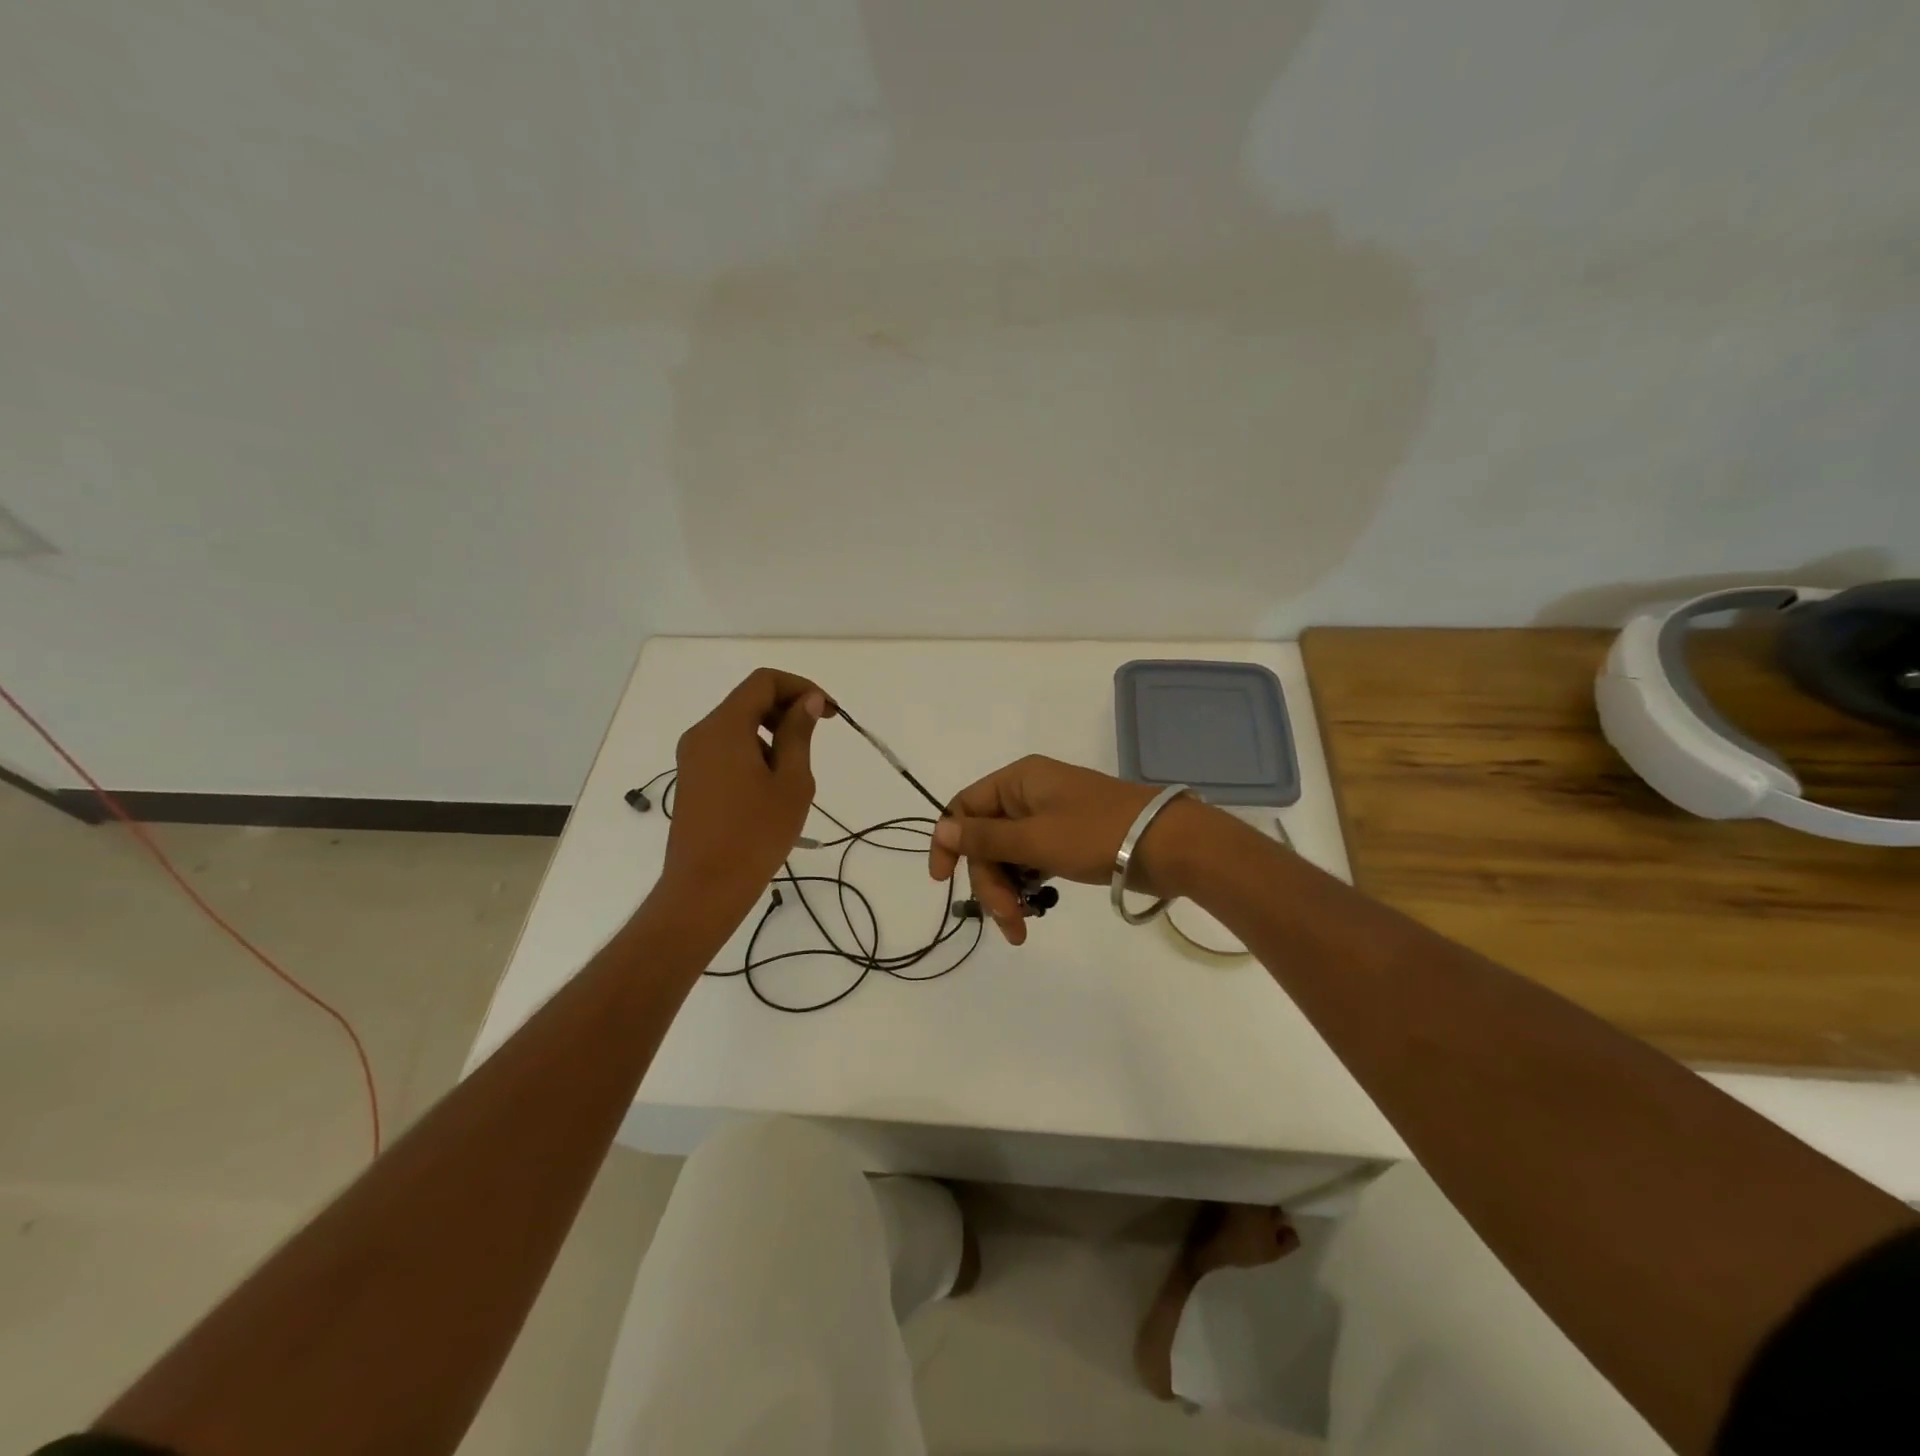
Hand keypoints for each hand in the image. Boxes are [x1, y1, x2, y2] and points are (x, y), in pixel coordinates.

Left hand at [662, 669, 831, 918]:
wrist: (705, 888)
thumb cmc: (755, 834)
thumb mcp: (791, 782)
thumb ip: (799, 734)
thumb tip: (807, 701)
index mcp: (725, 727)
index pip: (764, 682)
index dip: (801, 687)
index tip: (828, 713)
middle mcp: (702, 733)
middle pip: (749, 699)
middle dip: (788, 709)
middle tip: (819, 735)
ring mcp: (692, 757)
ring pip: (738, 724)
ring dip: (773, 732)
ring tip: (795, 771)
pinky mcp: (692, 778)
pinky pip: (726, 747)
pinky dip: (755, 750)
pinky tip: (772, 786)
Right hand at [928, 755, 1215, 944]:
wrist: (1169, 845)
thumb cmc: (1096, 834)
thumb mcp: (1035, 838)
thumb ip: (986, 838)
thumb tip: (943, 829)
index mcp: (1019, 781)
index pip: (964, 807)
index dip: (949, 843)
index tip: (942, 882)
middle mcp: (1030, 794)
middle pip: (988, 839)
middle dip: (990, 882)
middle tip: (1008, 920)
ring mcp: (1051, 818)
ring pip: (1010, 855)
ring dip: (1009, 891)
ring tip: (1022, 928)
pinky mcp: (1069, 840)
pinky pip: (1033, 861)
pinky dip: (1029, 886)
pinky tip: (1036, 910)